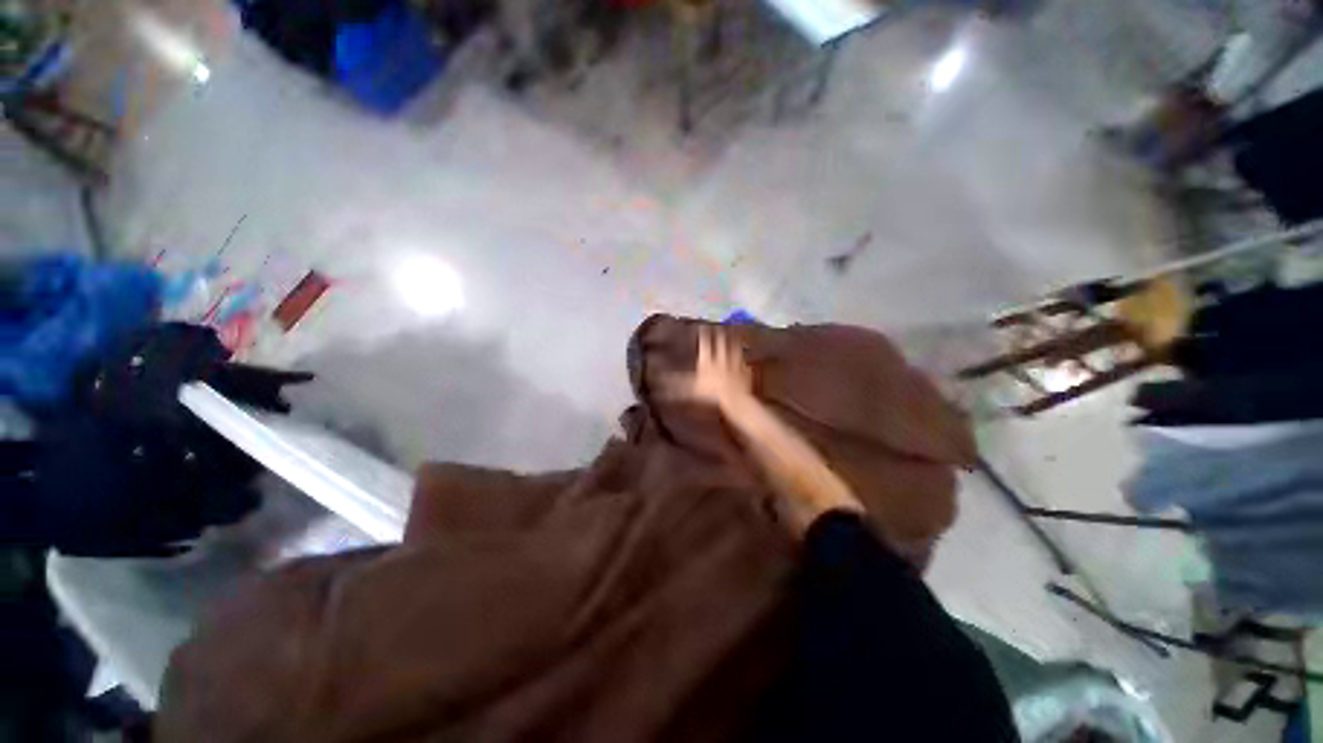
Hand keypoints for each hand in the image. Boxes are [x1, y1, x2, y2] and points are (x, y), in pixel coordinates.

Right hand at [666, 327, 752, 408]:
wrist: (734, 398)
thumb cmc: (710, 393)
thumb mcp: (689, 389)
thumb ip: (676, 383)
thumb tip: (661, 380)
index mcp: (708, 359)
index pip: (705, 342)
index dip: (704, 333)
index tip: (703, 326)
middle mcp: (721, 357)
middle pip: (721, 341)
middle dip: (719, 333)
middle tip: (719, 326)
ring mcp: (735, 363)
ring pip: (735, 348)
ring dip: (734, 341)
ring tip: (734, 334)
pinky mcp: (745, 371)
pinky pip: (744, 363)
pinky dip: (744, 359)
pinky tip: (745, 358)